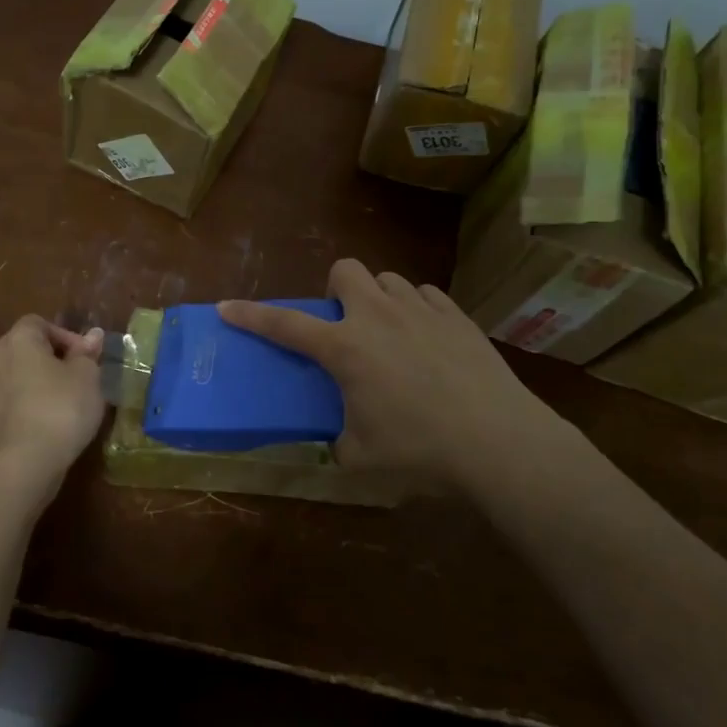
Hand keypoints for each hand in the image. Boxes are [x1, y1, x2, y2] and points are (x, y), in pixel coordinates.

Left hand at [0, 315, 106, 494]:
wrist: (23, 464)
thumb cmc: (61, 409)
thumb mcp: (88, 377)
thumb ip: (87, 353)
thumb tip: (92, 335)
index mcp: (19, 340)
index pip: (39, 323)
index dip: (64, 336)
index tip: (86, 358)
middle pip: (23, 348)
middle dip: (48, 359)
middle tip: (76, 378)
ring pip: (12, 377)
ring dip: (32, 384)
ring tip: (59, 404)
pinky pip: (3, 404)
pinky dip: (18, 408)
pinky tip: (36, 424)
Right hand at [218, 259, 569, 484]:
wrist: (499, 442)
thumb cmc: (421, 450)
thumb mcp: (362, 457)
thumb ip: (339, 442)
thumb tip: (337, 440)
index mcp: (345, 348)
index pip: (285, 324)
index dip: (251, 315)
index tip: (226, 307)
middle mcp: (377, 316)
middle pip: (345, 270)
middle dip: (336, 288)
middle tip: (344, 323)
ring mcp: (420, 310)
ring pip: (387, 279)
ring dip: (378, 299)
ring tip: (389, 333)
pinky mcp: (457, 316)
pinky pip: (425, 295)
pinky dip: (416, 310)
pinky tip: (427, 338)